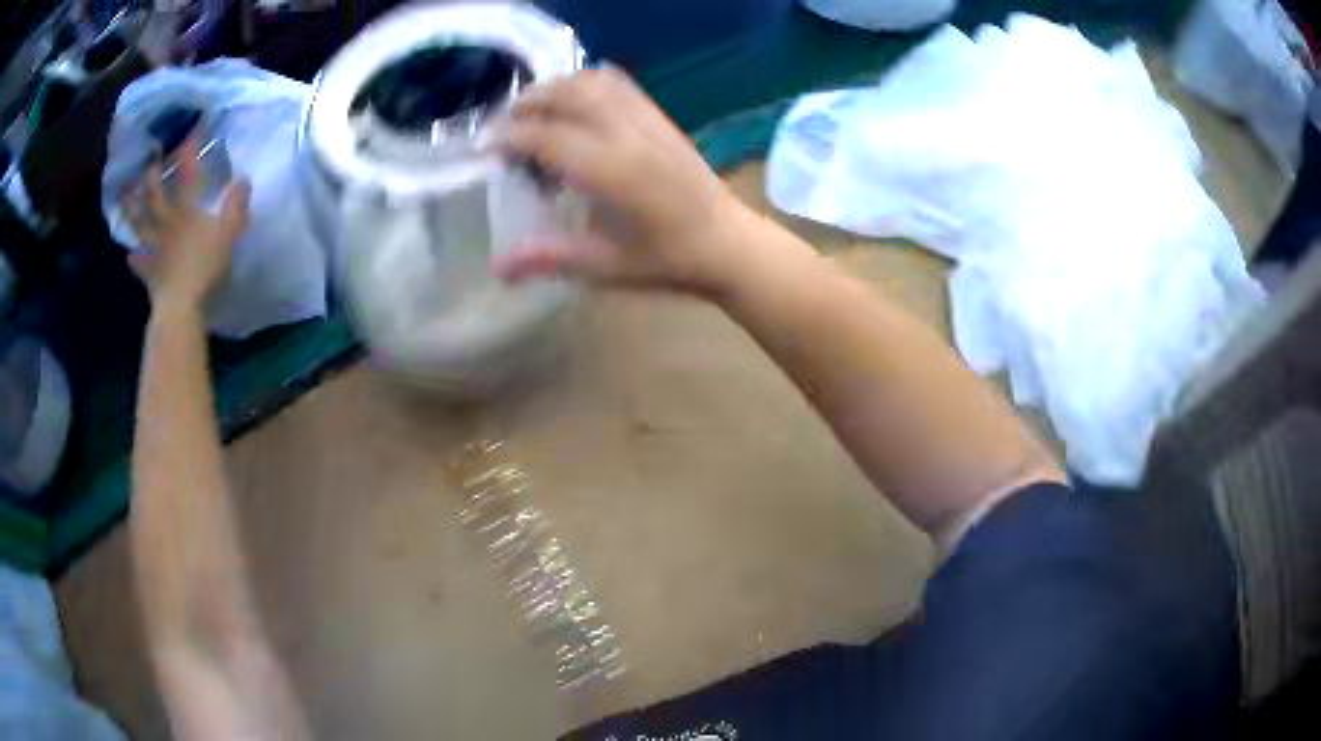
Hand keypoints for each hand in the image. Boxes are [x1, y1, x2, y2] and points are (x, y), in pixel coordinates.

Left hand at [124, 138, 250, 313]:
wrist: (181, 305)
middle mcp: (166, 224)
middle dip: (152, 176)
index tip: (190, 131)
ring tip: (124, 194)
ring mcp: (155, 249)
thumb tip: (243, 179)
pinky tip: (130, 256)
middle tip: (147, 158)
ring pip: (140, 224)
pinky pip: (140, 264)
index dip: (188, 153)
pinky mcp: (151, 274)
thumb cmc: (205, 266)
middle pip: (155, 196)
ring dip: (131, 209)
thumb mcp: (229, 233)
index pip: (188, 175)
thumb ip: (235, 206)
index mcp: (185, 212)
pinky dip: (135, 260)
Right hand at [493, 66, 757, 295]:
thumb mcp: (607, 267)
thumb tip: (497, 267)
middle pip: (569, 95)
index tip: (485, 149)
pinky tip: (572, 101)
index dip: (510, 137)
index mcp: (616, 173)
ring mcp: (649, 120)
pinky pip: (619, 83)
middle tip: (503, 128)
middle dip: (528, 104)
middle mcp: (631, 135)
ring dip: (555, 88)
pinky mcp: (661, 117)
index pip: (549, 137)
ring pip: (593, 81)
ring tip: (532, 111)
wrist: (729, 243)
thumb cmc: (669, 261)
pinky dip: (586, 82)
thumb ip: (550, 259)